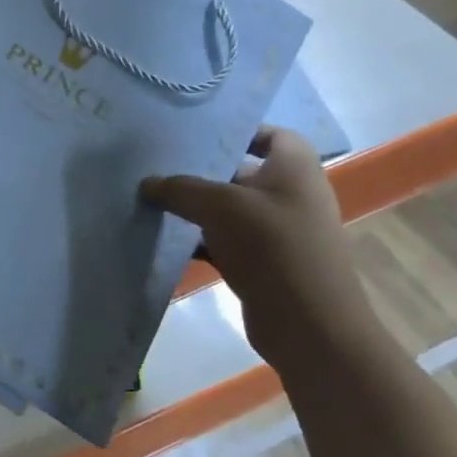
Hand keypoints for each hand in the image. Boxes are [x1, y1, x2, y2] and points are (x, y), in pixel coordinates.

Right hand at [141, 127, 376, 364]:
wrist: (309, 325)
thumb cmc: (273, 248)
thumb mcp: (221, 207)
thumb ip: (180, 189)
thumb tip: (147, 183)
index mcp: (295, 167)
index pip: (268, 134)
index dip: (235, 131)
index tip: (194, 135)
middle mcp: (290, 193)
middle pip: (240, 171)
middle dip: (201, 171)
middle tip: (157, 165)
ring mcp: (278, 230)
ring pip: (229, 209)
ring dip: (195, 208)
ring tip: (151, 200)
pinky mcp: (263, 262)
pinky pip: (226, 241)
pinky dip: (200, 240)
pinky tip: (166, 239)